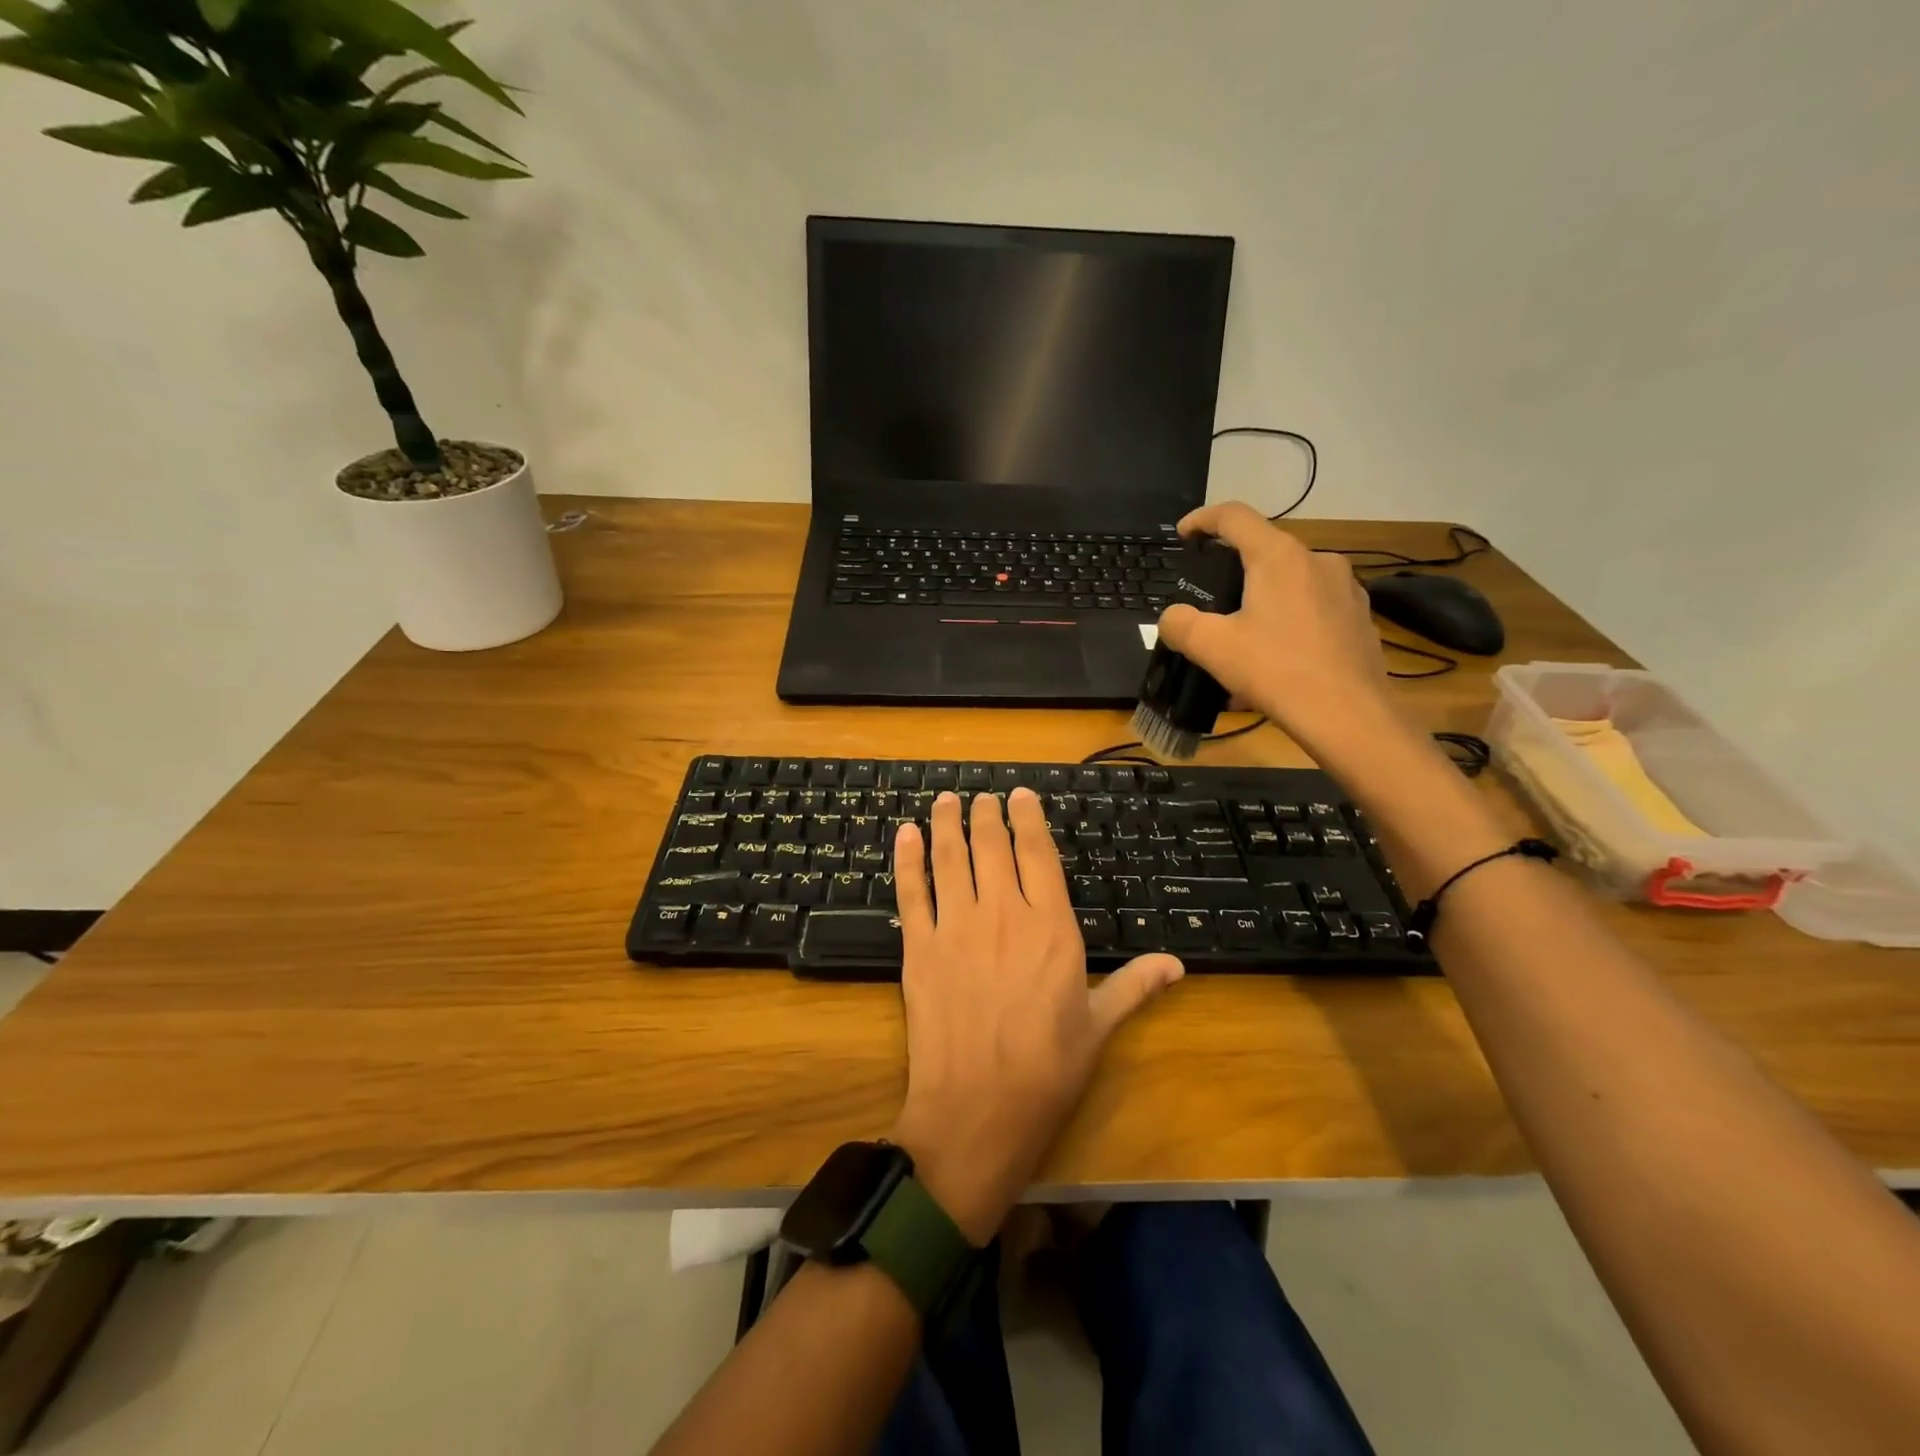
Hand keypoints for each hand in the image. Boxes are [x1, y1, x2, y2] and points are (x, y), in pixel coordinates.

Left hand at [887, 790, 1183, 1242]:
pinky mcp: (918, 948)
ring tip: (945, 800)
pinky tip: (904, 835)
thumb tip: (1178, 963)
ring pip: (950, 859)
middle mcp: (1002, 914)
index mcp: (1051, 927)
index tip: (1021, 794)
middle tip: (981, 795)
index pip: (1038, 853)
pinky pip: (912, 892)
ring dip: (946, 824)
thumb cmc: (1047, 1071)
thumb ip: (1136, 985)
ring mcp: (955, 928)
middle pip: (991, 846)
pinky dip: (907, 860)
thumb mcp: (1099, 1026)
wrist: (977, 1112)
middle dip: (985, 814)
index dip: (1028, 818)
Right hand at [1156, 501, 1397, 756]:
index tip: (1183, 534)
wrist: (1349, 716)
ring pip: (1292, 582)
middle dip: (1234, 571)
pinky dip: (1290, 622)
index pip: (1234, 516)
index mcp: (1279, 557)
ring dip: (1264, 600)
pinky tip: (1278, 658)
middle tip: (1212, 602)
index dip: (1202, 519)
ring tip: (1244, 639)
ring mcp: (1346, 588)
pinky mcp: (1360, 618)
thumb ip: (1180, 624)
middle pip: (1265, 551)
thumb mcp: (1212, 648)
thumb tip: (1172, 617)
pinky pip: (1314, 609)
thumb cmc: (1277, 671)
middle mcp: (1318, 560)